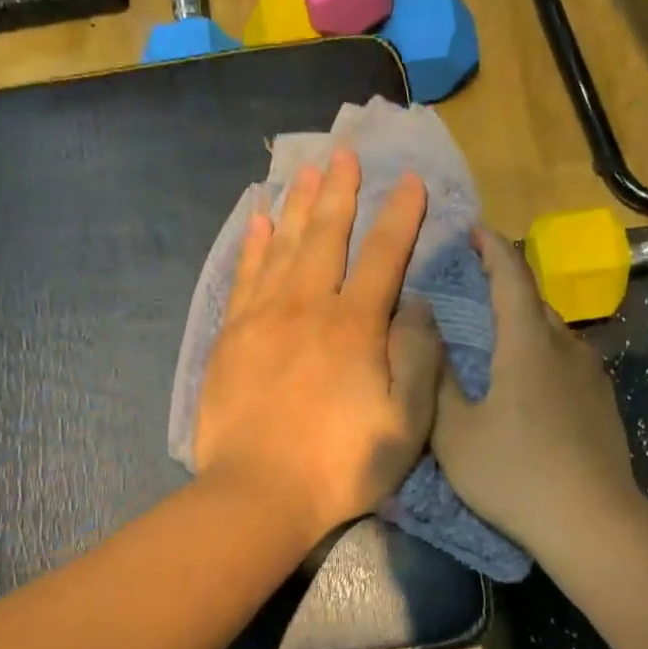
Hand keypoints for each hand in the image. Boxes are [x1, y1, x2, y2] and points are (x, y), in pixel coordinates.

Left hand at [194, 148, 442, 546]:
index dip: (400, 216)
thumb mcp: (405, 423)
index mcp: (355, 327)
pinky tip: (257, 222)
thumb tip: (415, 307)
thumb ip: (417, 358)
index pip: (384, 256)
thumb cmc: (340, 466)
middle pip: (326, 237)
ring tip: (305, 171)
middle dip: (339, 193)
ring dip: (296, 206)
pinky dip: (252, 246)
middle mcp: (307, 308)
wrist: (257, 495)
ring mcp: (262, 320)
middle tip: (344, 153)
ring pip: (281, 247)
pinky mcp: (230, 339)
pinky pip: (243, 277)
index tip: (410, 181)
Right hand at [433, 226, 641, 555]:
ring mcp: (592, 376)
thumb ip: (437, 379)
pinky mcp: (603, 403)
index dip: (492, 247)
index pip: (512, 276)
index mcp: (528, 344)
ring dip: (525, 324)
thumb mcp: (455, 433)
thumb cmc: (514, 475)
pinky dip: (542, 354)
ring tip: (497, 338)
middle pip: (536, 302)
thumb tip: (424, 330)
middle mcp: (567, 347)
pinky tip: (528, 383)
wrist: (592, 521)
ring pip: (554, 333)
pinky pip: (567, 361)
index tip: (474, 229)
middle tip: (473, 290)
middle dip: (506, 286)